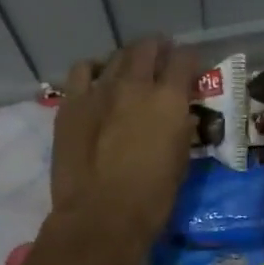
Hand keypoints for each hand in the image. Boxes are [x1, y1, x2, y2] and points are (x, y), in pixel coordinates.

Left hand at [50, 36, 200, 260]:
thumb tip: (180, 118)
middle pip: (148, 47)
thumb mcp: (180, 161)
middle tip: (161, 61)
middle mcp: (135, 84)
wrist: (100, 216)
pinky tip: (96, 81)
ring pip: (116, 56)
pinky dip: (92, 70)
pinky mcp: (72, 103)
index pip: (185, 59)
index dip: (190, 61)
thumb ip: (181, 130)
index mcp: (169, 99)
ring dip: (127, 60)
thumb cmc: (151, 198)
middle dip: (158, 50)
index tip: (191, 71)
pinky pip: (81, 71)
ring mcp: (99, 90)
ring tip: (130, 70)